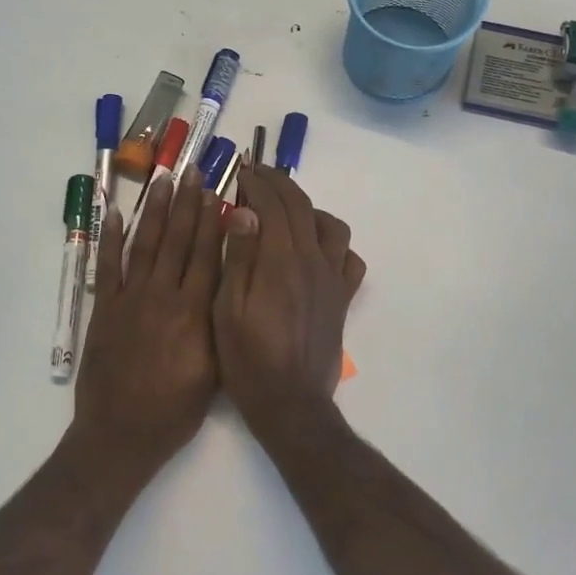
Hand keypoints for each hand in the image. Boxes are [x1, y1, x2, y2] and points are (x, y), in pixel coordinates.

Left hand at [72, 172, 224, 479]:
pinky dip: (109, 238)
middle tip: (193, 171)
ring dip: (155, 210)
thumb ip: (219, 324)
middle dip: (187, 203)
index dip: (212, 221)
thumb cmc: (174, 411)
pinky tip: (113, 213)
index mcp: (194, 313)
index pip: (207, 256)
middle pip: (178, 241)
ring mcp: (130, 300)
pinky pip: (107, 266)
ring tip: (163, 180)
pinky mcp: (104, 309)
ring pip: (145, 245)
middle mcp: (163, 296)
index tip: (217, 191)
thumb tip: (228, 283)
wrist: (120, 435)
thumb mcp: (213, 371)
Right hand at [213, 166, 366, 440]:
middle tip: (257, 174)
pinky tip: (315, 248)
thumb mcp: (226, 309)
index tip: (240, 171)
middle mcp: (312, 261)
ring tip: (284, 210)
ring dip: (307, 207)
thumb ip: (238, 257)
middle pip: (301, 206)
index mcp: (280, 261)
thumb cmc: (248, 359)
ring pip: (330, 225)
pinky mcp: (342, 298)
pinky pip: (349, 257)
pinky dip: (333, 243)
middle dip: (279, 183)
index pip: (272, 205)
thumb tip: (243, 211)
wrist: (290, 403)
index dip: (256, 183)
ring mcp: (332, 279)